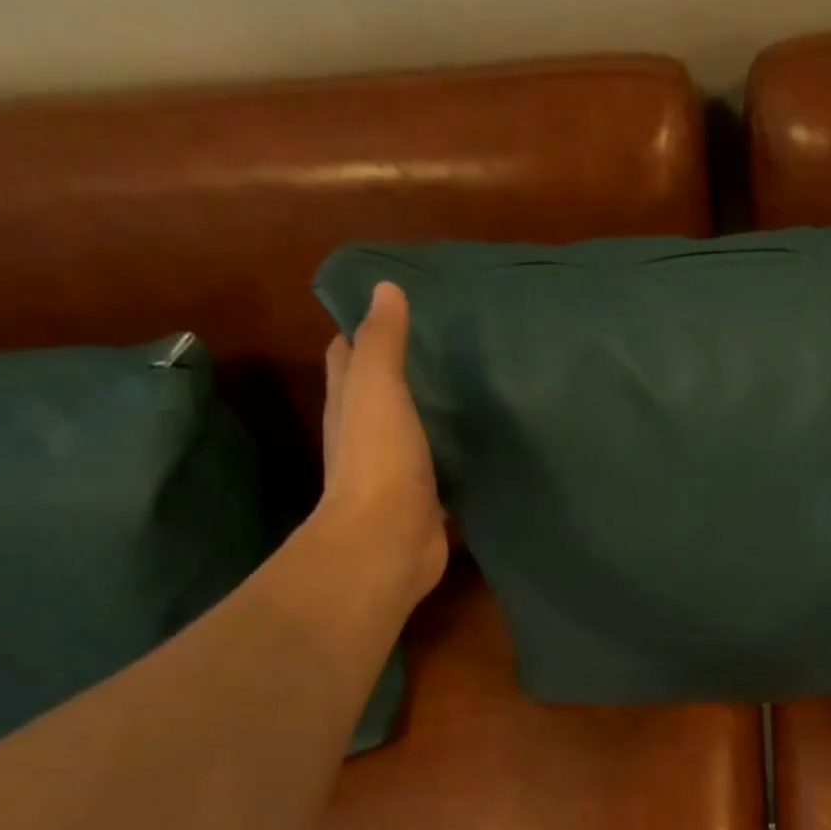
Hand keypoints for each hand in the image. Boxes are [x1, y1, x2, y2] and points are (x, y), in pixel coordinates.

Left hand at [317, 282, 447, 601]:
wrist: (389, 541)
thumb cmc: (379, 460)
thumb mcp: (378, 389)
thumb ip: (384, 342)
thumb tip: (385, 288)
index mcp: (349, 404)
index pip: (348, 354)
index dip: (363, 330)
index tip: (398, 308)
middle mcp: (367, 436)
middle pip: (380, 394)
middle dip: (405, 372)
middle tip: (448, 348)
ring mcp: (397, 473)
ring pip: (414, 434)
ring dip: (433, 417)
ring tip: (474, 392)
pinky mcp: (425, 503)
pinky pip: (441, 472)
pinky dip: (455, 460)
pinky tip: (483, 449)